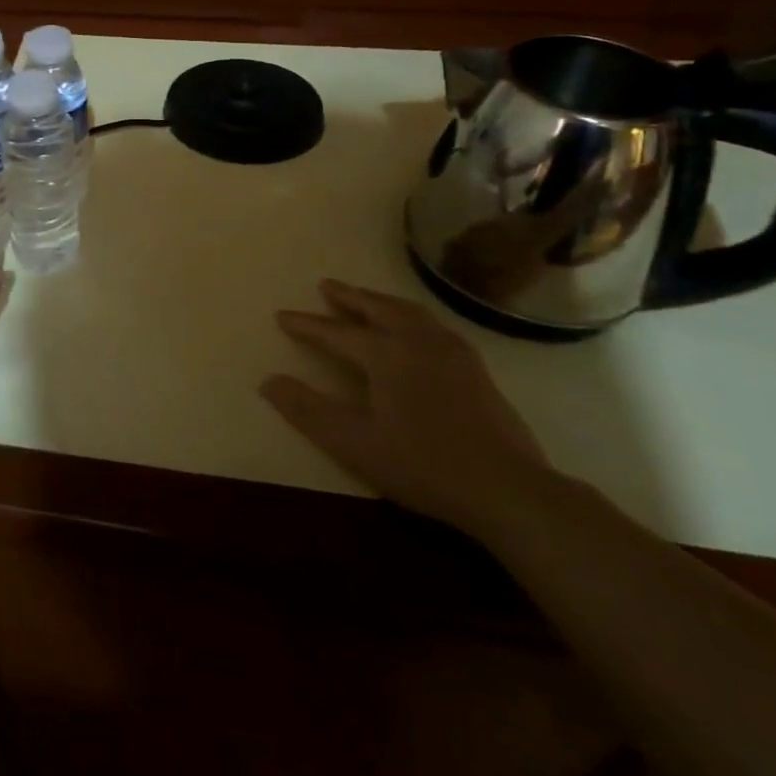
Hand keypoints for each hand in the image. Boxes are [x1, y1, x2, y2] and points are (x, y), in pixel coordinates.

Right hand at [261, 280, 549, 532]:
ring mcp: (452, 352)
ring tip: (367, 298)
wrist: (507, 489)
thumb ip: (307, 410)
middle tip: (326, 286)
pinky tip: (418, 329)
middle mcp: (418, 341)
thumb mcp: (354, 443)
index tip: (282, 316)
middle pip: (376, 309)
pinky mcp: (475, 369)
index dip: (306, 325)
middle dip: (348, 297)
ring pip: (409, 312)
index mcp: (386, 354)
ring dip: (381, 301)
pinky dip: (412, 316)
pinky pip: (434, 325)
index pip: (336, 332)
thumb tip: (268, 381)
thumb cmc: (423, 464)